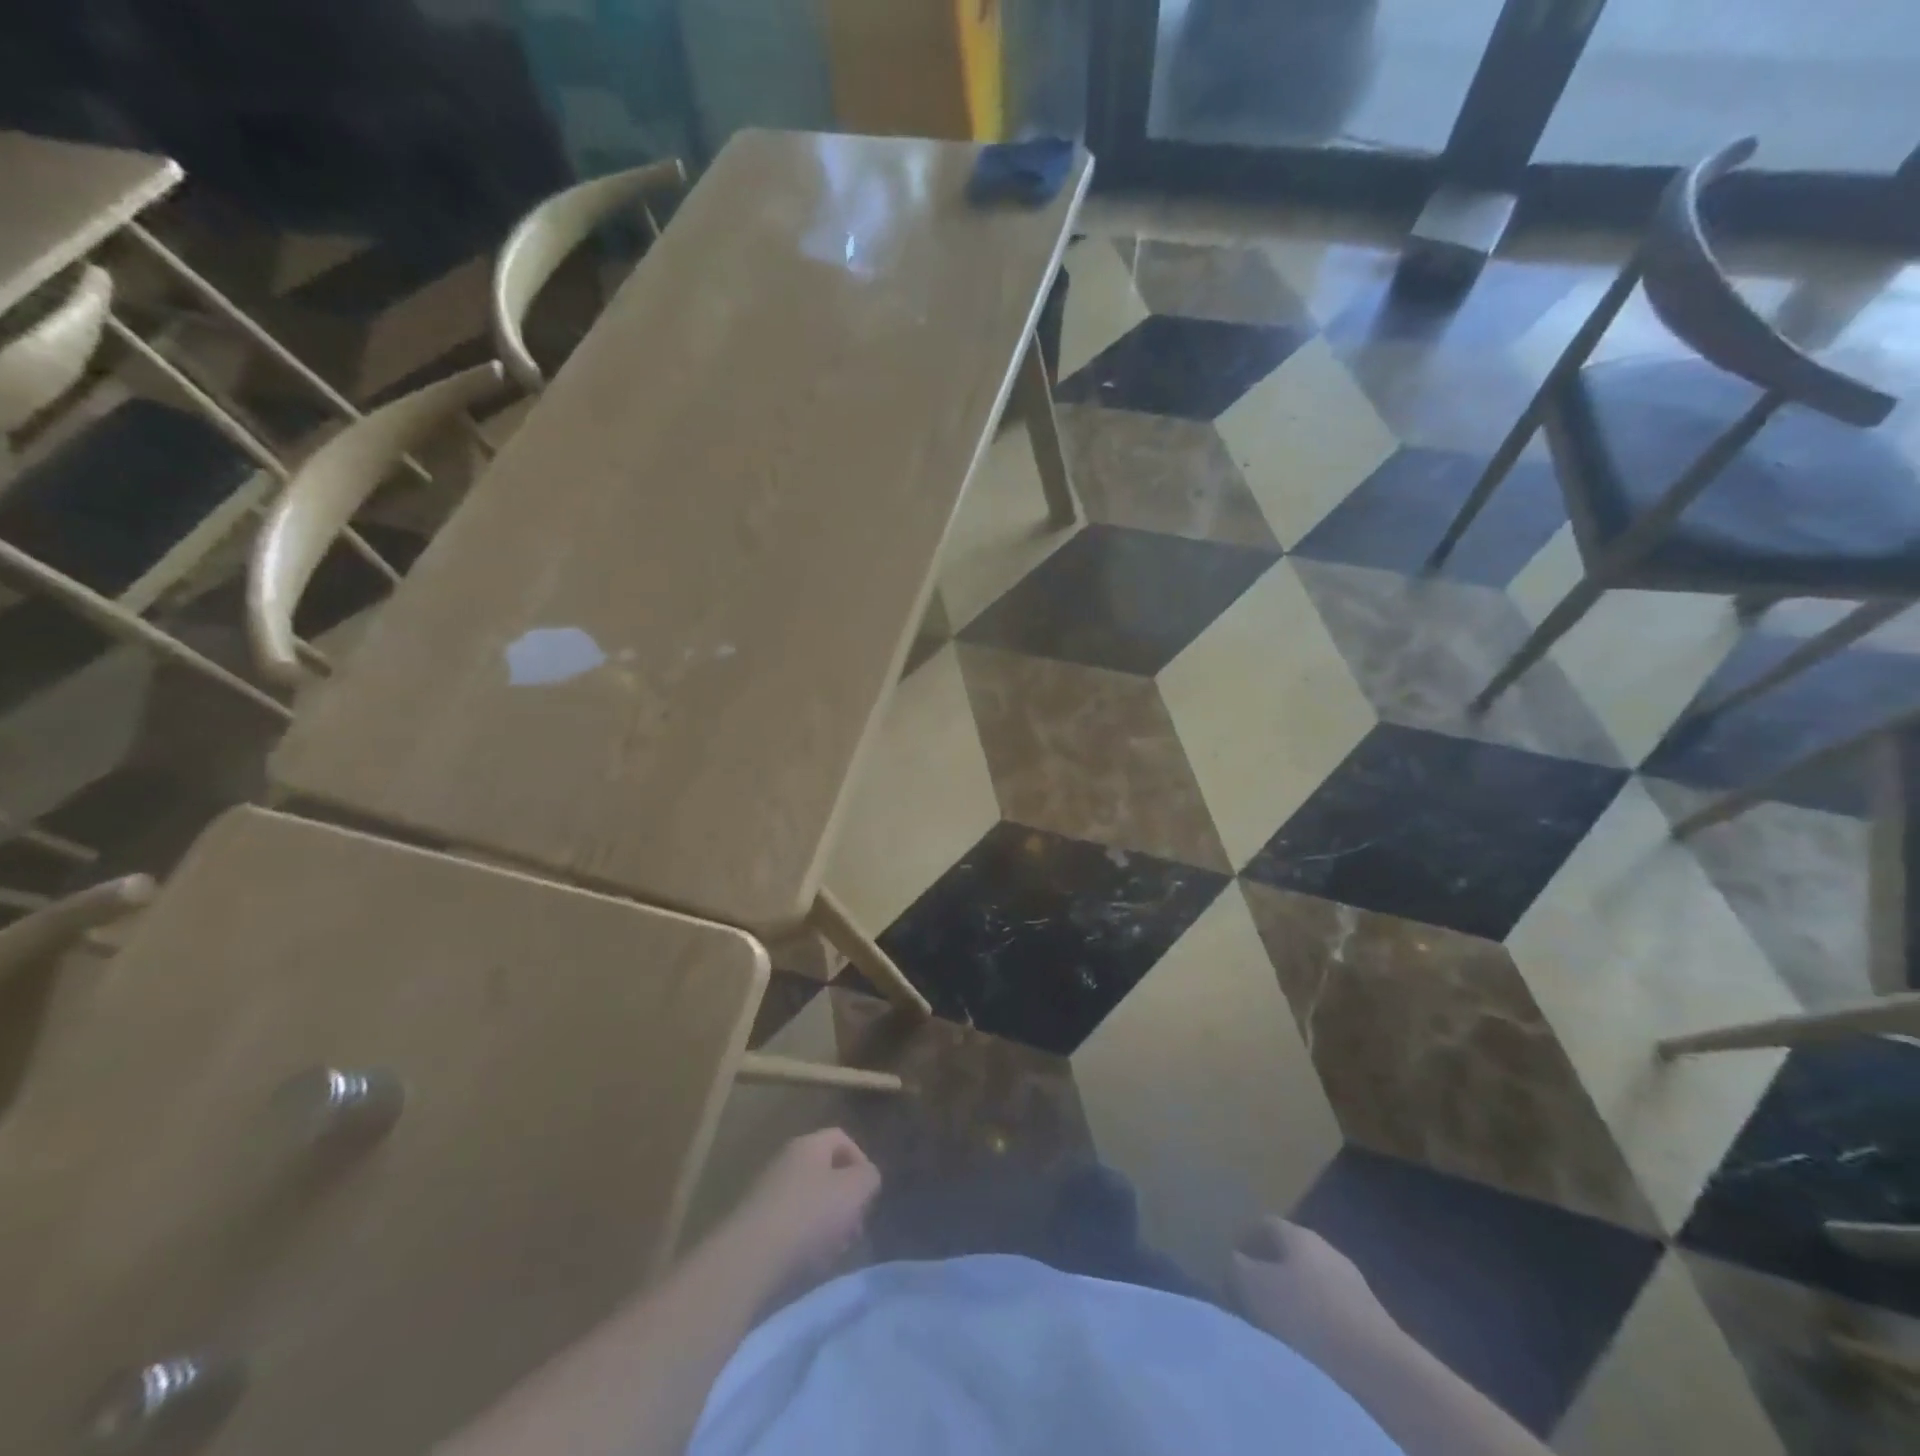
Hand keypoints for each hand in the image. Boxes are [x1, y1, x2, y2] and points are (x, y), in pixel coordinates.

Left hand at [727, 1129, 880, 1281]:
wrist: (748, 1258)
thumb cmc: (809, 1215)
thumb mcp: (855, 1191)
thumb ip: (869, 1177)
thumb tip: (865, 1178)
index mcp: (808, 1145)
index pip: (842, 1139)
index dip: (861, 1162)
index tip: (867, 1194)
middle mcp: (785, 1161)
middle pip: (826, 1173)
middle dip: (845, 1200)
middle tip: (854, 1228)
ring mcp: (766, 1192)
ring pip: (809, 1202)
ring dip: (827, 1224)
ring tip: (833, 1251)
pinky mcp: (755, 1224)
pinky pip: (789, 1225)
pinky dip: (804, 1241)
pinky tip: (809, 1263)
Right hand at [1231, 1217, 1402, 1367]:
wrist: (1374, 1360)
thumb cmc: (1306, 1312)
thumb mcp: (1255, 1287)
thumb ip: (1236, 1267)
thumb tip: (1231, 1258)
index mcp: (1297, 1234)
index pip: (1264, 1223)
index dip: (1245, 1238)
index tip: (1232, 1258)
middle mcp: (1324, 1246)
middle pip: (1289, 1248)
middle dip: (1269, 1264)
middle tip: (1251, 1286)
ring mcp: (1350, 1277)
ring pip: (1310, 1275)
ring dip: (1293, 1288)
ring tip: (1278, 1314)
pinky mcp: (1367, 1310)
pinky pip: (1329, 1301)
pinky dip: (1314, 1309)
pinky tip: (1308, 1331)